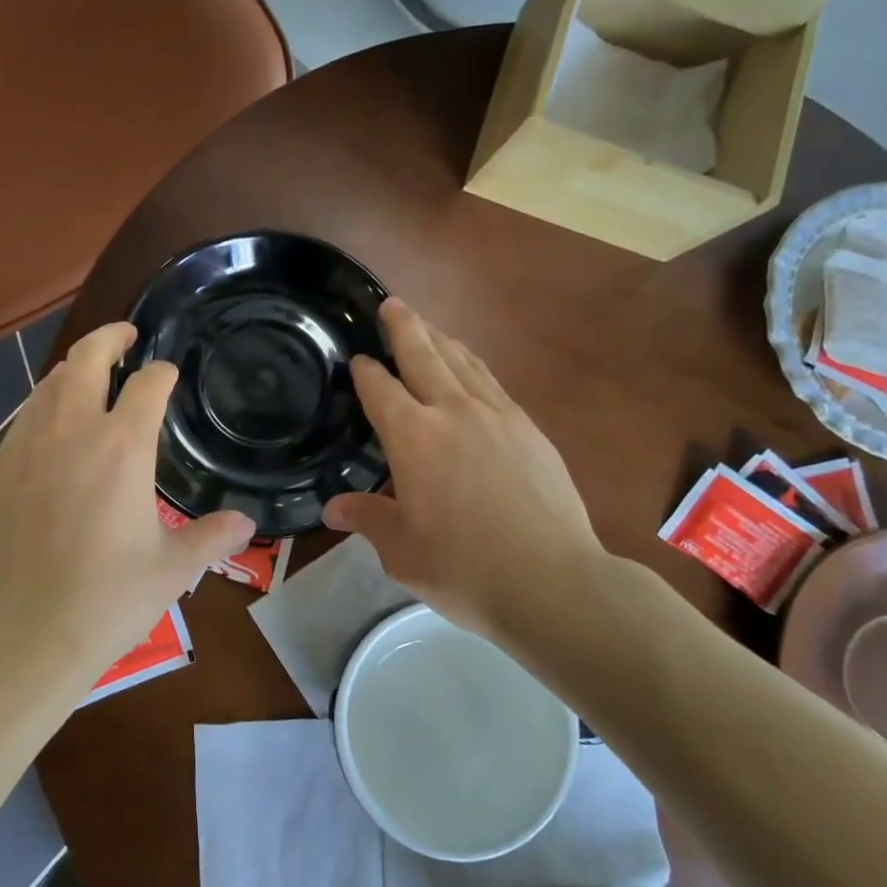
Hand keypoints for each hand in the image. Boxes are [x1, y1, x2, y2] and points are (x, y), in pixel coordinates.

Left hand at [0, 322, 254, 680]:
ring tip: (88, 375)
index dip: (162, 373)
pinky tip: (52, 428)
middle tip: (126, 335)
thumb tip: (246, 524)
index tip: (169, 374)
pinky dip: (44, 407)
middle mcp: (72, 431)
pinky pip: (24, 419)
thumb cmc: (108, 597)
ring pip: (48, 384)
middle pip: (86, 358)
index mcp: (122, 447)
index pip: (147, 385)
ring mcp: (27, 447)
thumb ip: (212, 537)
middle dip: (109, 337)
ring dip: (73, 370)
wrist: (25, 632)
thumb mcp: (173, 569)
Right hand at [322, 299, 610, 641]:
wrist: (553, 582)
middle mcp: (453, 412)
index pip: (380, 389)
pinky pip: (493, 383)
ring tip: (429, 326)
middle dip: (405, 327)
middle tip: (392, 303)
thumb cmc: (464, 568)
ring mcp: (498, 416)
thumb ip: (368, 519)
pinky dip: (474, 366)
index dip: (365, 371)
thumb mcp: (402, 551)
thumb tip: (333, 508)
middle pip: (424, 355)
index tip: (357, 359)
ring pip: (463, 362)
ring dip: (442, 339)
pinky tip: (473, 369)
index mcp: (413, 437)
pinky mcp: (530, 429)